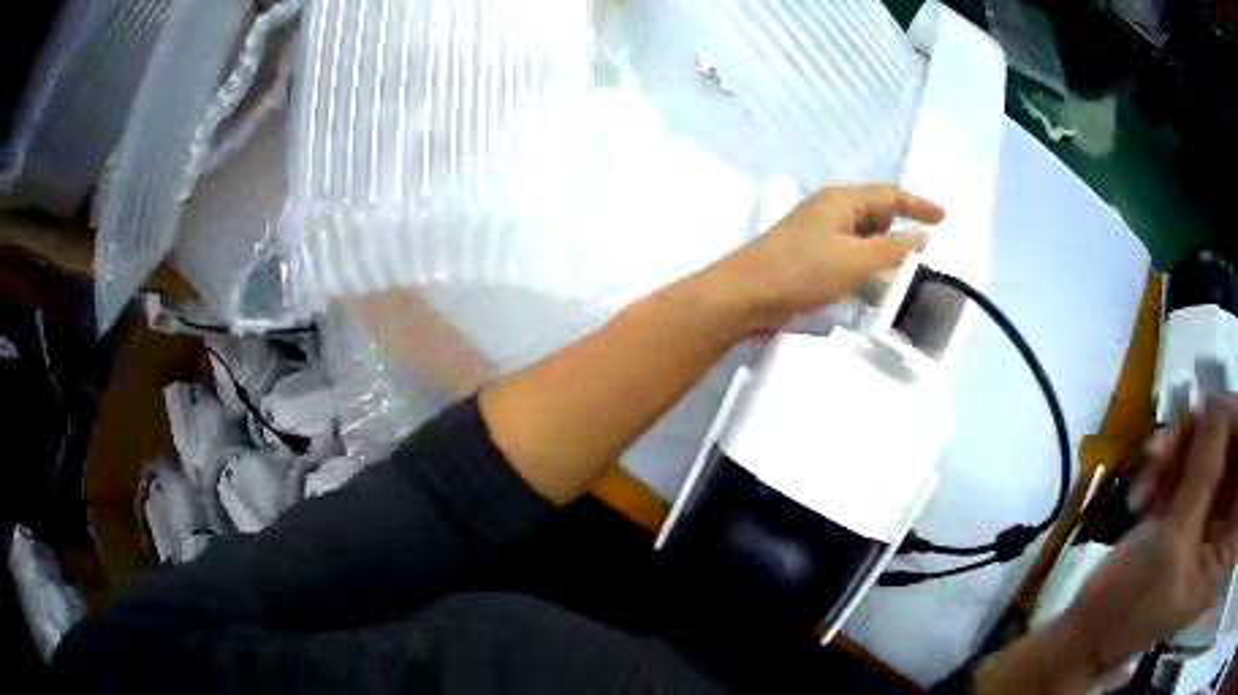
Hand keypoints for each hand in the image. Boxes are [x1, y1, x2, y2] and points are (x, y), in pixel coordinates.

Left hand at [712, 184, 943, 330]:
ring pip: (863, 240)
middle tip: (925, 252)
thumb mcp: (856, 259)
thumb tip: (921, 237)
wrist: (746, 295)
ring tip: (906, 274)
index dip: (918, 204)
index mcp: (841, 200)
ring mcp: (818, 235)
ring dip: (884, 254)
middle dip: (901, 230)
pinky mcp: (810, 260)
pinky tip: (874, 289)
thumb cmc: (803, 270)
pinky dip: (865, 270)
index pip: (890, 195)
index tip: (944, 217)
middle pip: (876, 215)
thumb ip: (893, 248)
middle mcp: (831, 212)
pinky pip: (849, 258)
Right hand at [1067, 398, 1237, 668]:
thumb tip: (1218, 403)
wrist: (1093, 629)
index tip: (1219, 417)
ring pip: (1222, 446)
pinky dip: (1179, 457)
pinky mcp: (1205, 506)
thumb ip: (1203, 474)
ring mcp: (1219, 516)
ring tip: (1154, 468)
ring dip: (1189, 447)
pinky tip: (1153, 477)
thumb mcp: (1172, 547)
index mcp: (1222, 550)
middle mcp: (1227, 527)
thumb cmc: (1131, 609)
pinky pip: (1205, 457)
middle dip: (1212, 436)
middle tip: (1177, 440)